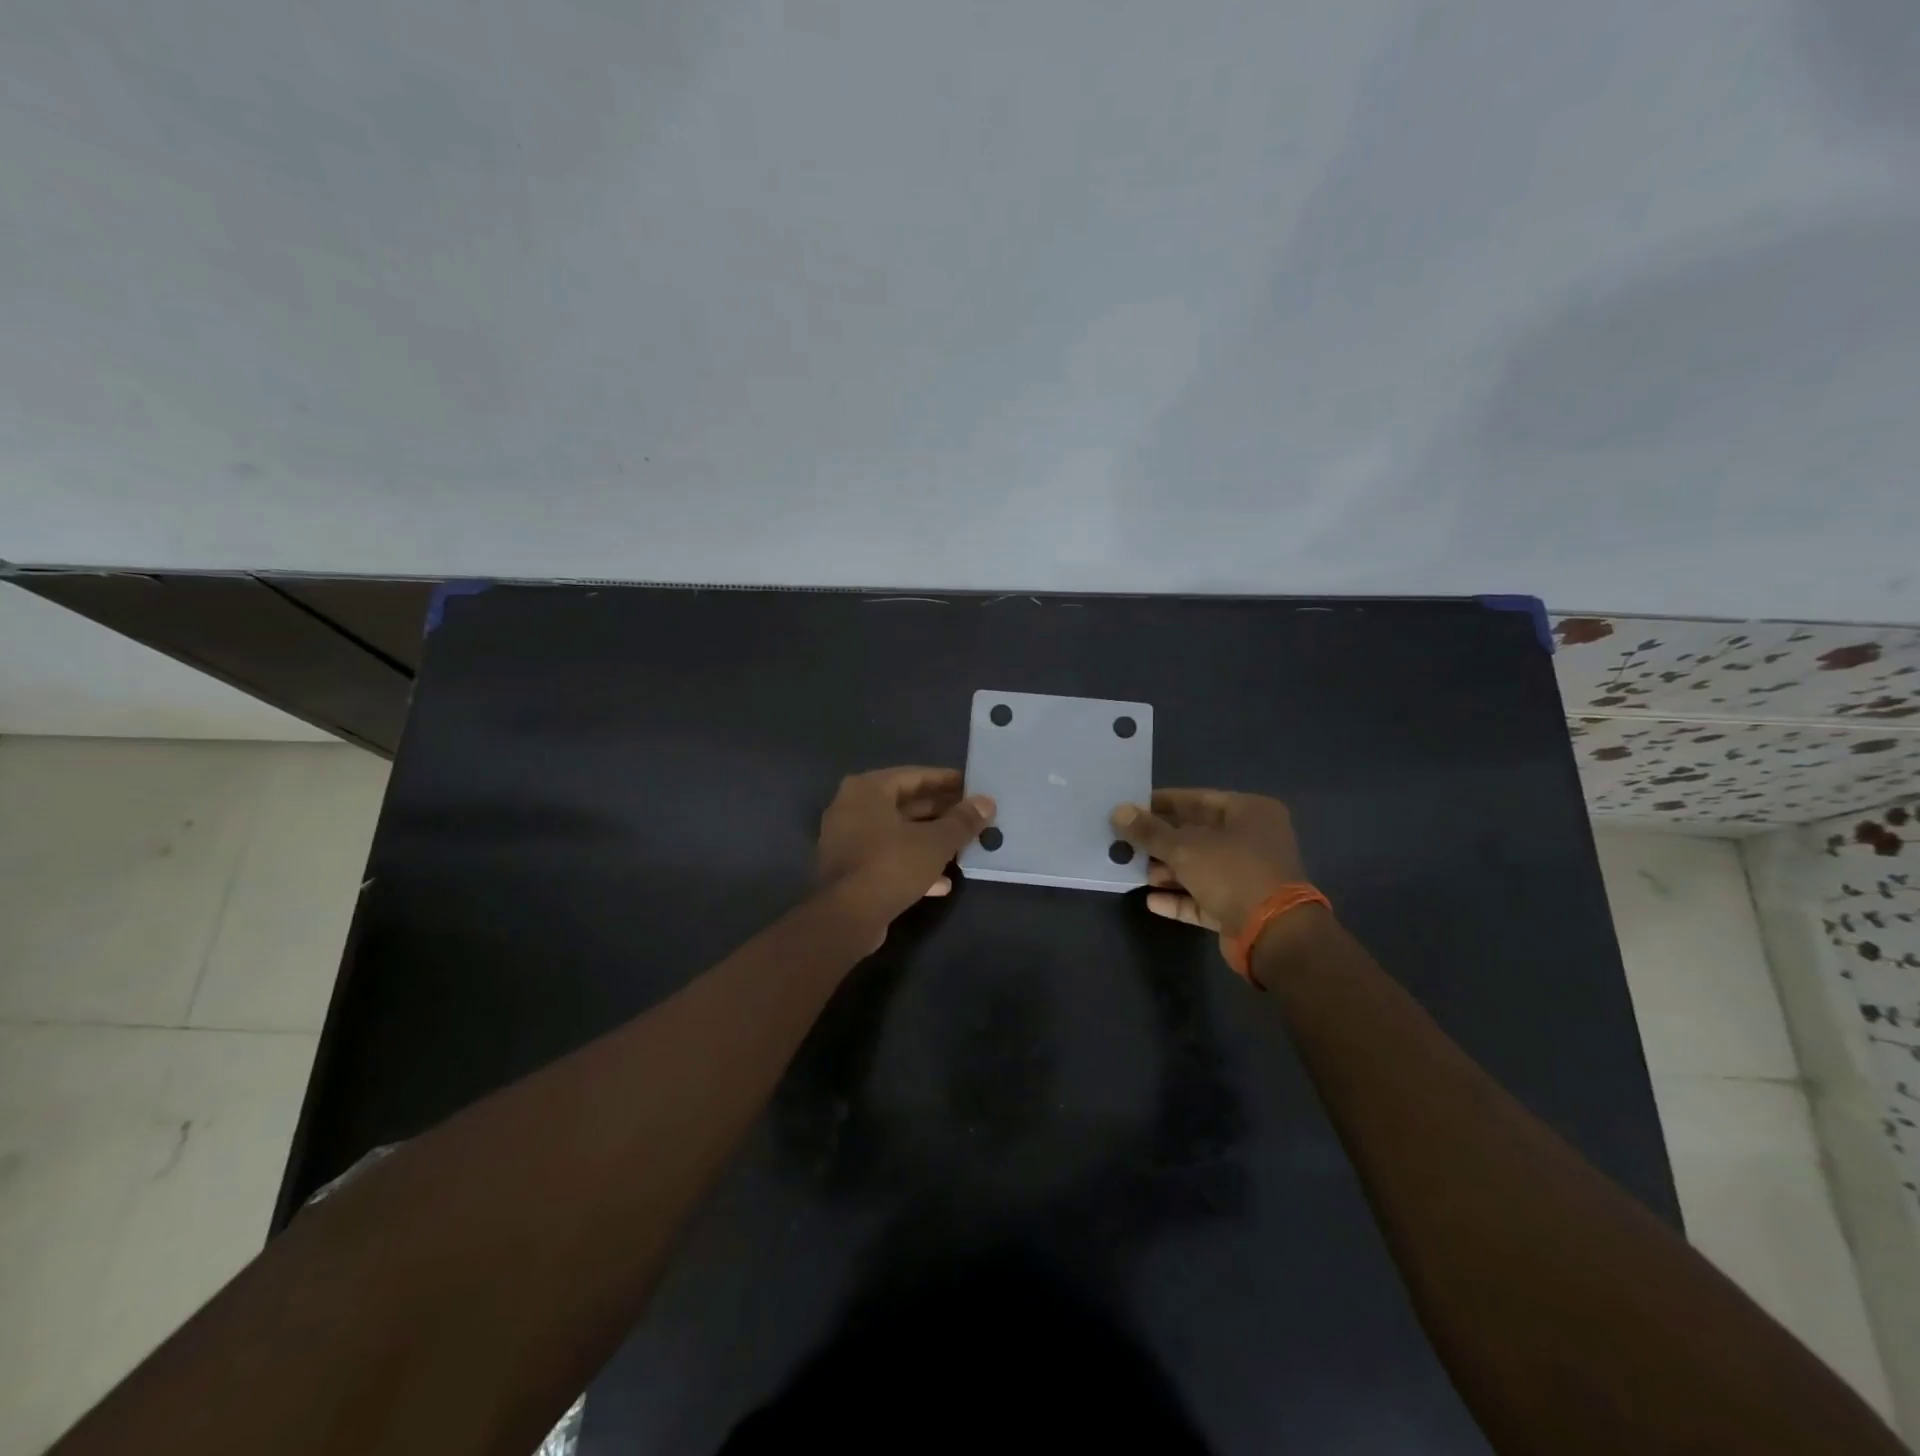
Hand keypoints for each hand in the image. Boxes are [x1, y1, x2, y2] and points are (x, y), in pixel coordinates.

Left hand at [818, 767, 994, 934]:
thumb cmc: (891, 865)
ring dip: (930, 841)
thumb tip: (987, 802)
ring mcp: (847, 840)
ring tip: (963, 848)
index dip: (946, 781)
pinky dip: (913, 864)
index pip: (914, 775)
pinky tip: (943, 882)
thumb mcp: (935, 842)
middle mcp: (852, 808)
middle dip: (941, 813)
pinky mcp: (850, 869)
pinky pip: (887, 857)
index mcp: (867, 789)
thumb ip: (962, 821)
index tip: (973, 787)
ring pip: (898, 833)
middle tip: (973, 818)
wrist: (847, 918)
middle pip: (905, 804)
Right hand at [1110, 789, 1307, 947]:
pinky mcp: (1240, 907)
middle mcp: (1252, 840)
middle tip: (1126, 841)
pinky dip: (1179, 898)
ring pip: (1199, 867)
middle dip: (1160, 841)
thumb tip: (1118, 811)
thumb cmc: (1232, 873)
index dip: (1162, 804)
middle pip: (1196, 834)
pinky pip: (1203, 896)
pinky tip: (1151, 901)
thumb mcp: (1184, 848)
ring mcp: (1248, 875)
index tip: (1131, 808)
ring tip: (1134, 871)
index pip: (1197, 800)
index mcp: (1249, 812)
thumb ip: (1149, 831)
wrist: (1273, 934)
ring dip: (1167, 870)